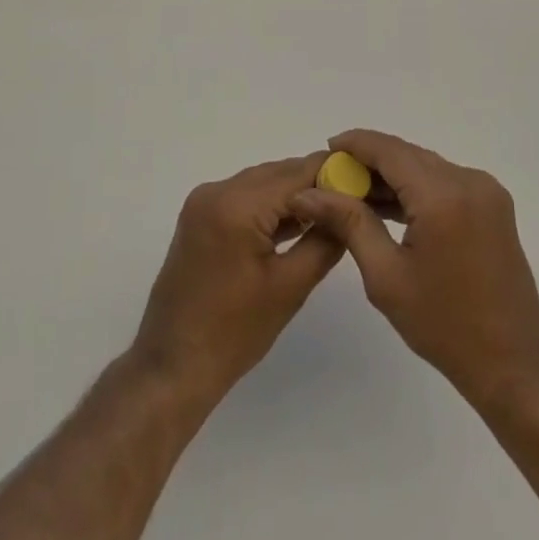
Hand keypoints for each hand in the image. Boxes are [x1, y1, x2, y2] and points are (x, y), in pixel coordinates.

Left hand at [129, 154, 344, 405]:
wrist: (173, 366)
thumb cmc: (234, 334)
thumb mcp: (289, 288)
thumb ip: (323, 241)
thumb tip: (348, 212)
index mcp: (237, 205)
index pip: (295, 175)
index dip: (332, 174)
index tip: (364, 179)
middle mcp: (217, 190)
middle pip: (277, 173)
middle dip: (314, 182)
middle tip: (352, 196)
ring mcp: (203, 201)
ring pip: (260, 183)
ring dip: (292, 193)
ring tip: (331, 208)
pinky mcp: (199, 215)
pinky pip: (243, 197)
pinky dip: (269, 205)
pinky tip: (296, 220)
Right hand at [289, 129, 538, 400]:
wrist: (514, 364)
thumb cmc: (445, 326)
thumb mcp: (385, 276)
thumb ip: (348, 223)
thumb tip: (307, 194)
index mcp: (442, 196)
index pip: (389, 150)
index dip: (356, 144)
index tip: (327, 148)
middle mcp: (468, 180)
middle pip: (408, 154)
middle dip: (370, 161)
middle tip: (335, 178)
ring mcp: (485, 190)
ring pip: (425, 166)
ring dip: (393, 175)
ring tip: (355, 194)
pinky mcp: (492, 203)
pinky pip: (444, 180)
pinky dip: (416, 187)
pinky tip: (391, 207)